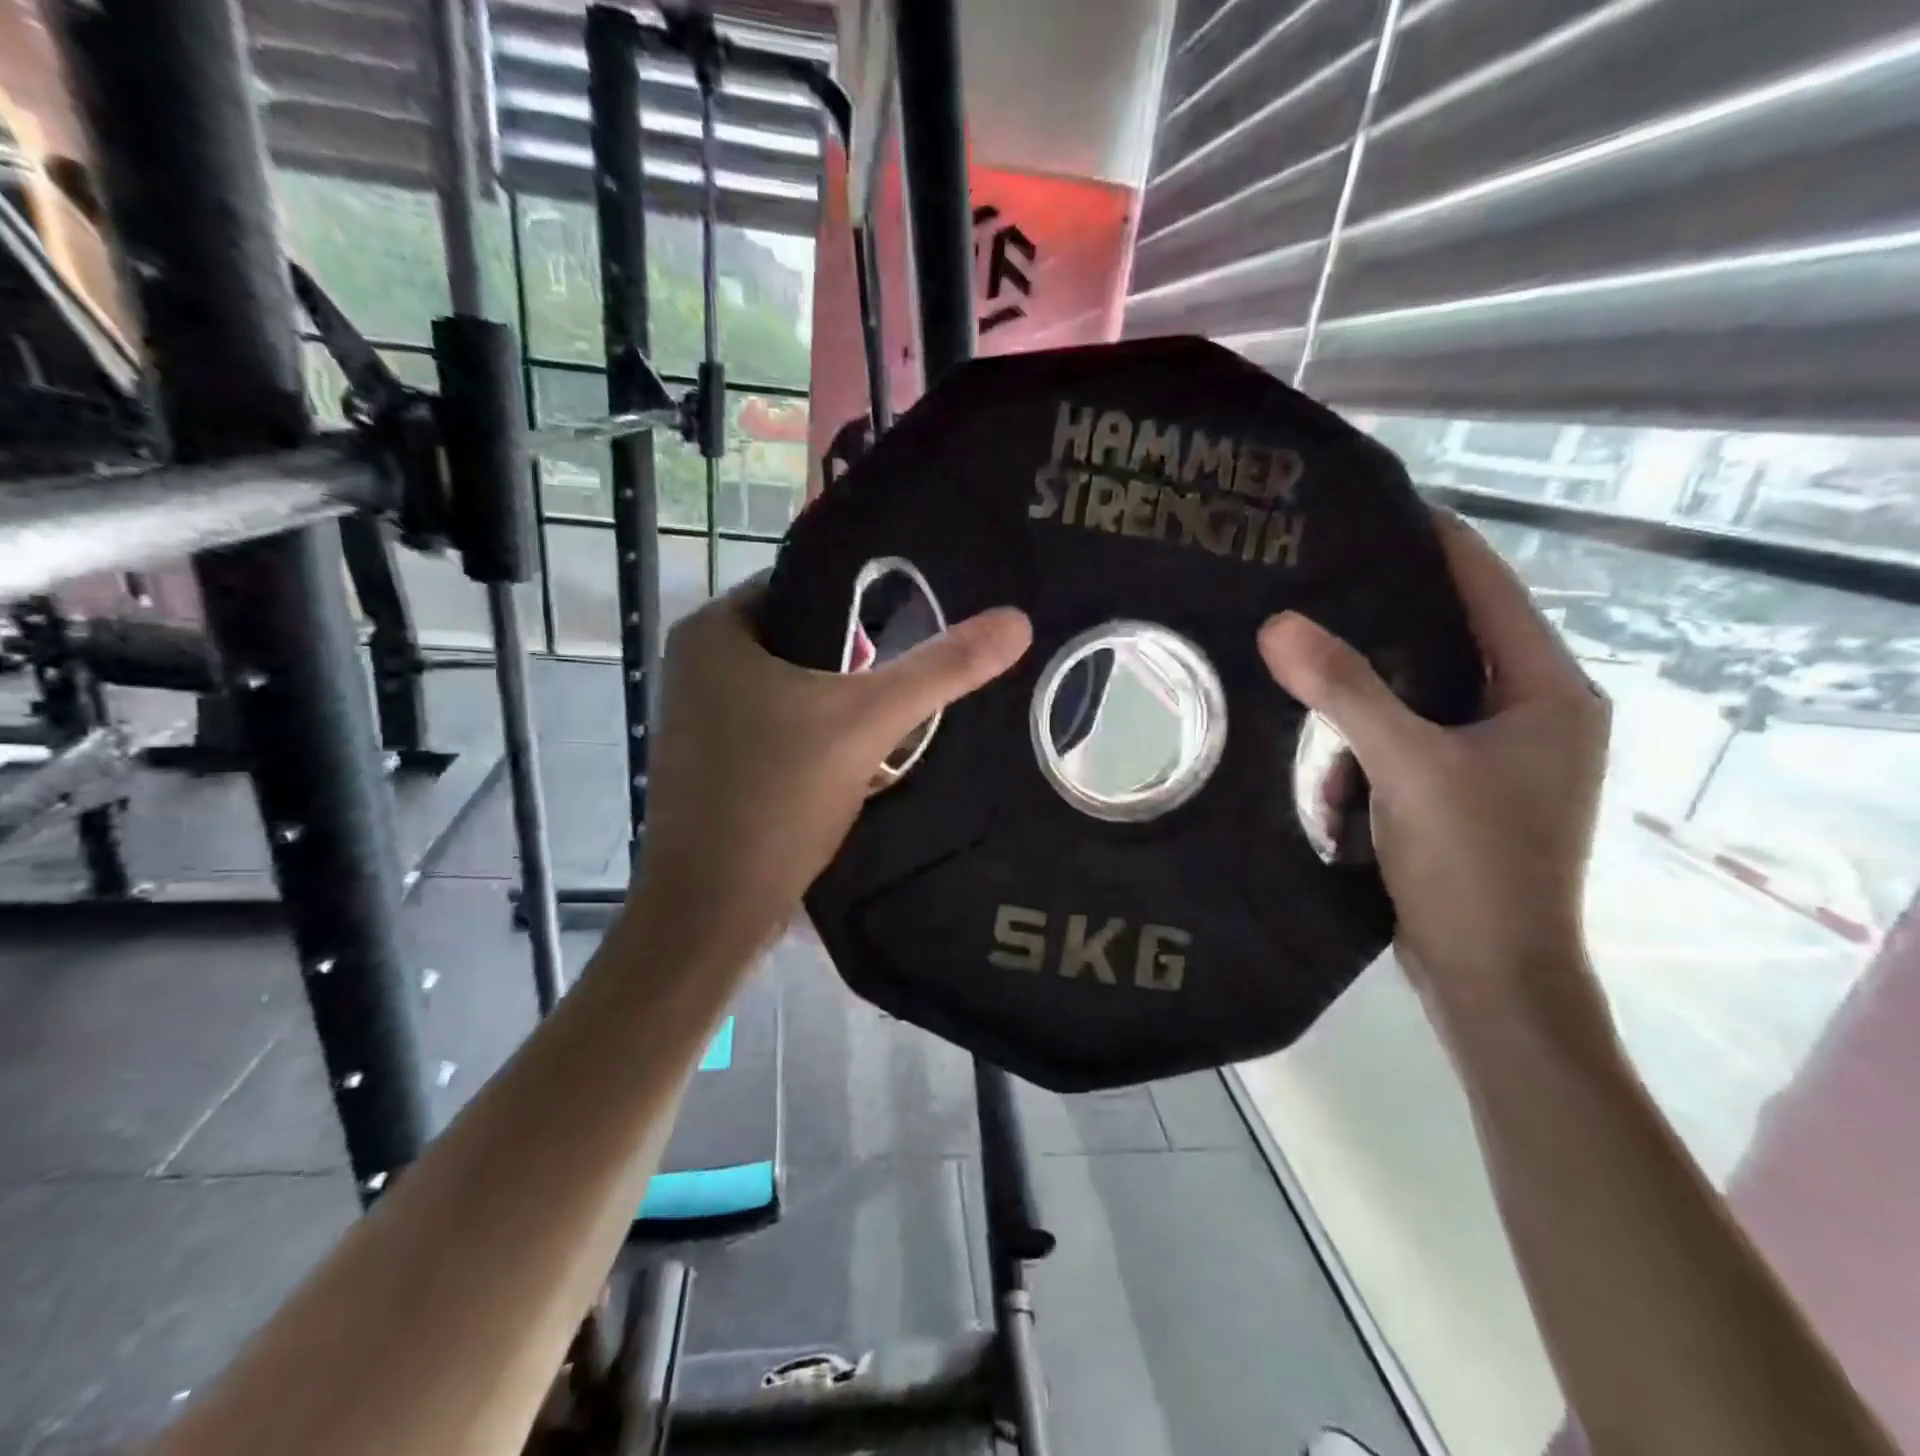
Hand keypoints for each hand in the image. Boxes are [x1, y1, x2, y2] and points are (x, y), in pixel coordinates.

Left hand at [633, 577, 1031, 951]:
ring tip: (896, 720)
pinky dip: (816, 734)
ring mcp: (699, 717)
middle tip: (911, 683)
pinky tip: (857, 759)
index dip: (867, 603)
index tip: (920, 625)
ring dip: (841, 702)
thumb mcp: (868, 722)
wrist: (710, 911)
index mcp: (715, 631)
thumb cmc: (776, 798)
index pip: (808, 586)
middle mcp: (696, 664)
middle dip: (860, 662)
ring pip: (792, 688)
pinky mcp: (713, 762)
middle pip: (804, 641)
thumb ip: (941, 670)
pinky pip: (778, 726)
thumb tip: (1016, 621)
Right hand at [1258, 513, 1609, 1019]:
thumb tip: (1278, 623)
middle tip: (1316, 579)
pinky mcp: (1461, 790)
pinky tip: (1323, 746)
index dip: (1437, 542)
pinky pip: (1404, 736)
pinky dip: (1365, 738)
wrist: (1491, 979)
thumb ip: (1346, 691)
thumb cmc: (1476, 867)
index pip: (1490, 589)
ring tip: (1305, 657)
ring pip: (1419, 691)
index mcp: (1548, 693)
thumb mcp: (1408, 768)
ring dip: (1366, 690)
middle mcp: (1532, 714)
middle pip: (1450, 637)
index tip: (1373, 509)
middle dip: (1383, 615)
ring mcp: (1497, 756)